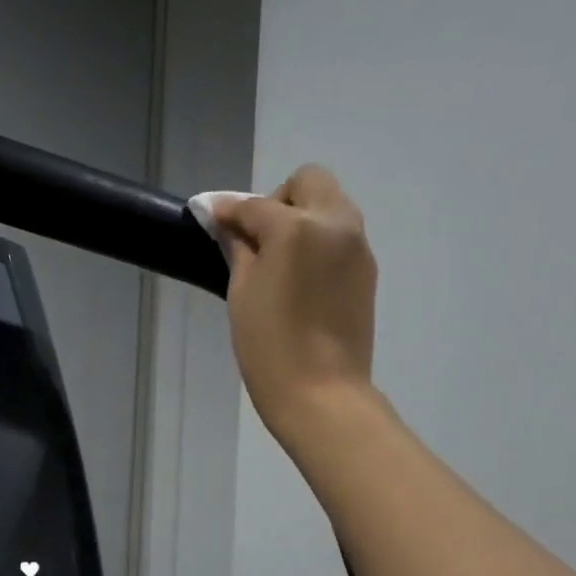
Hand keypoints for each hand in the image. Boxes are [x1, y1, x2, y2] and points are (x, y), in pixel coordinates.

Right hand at [210, 165, 376, 441]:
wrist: (320, 393)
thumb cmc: (269, 346)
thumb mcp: (241, 294)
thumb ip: (237, 249)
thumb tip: (229, 225)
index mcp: (297, 227)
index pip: (254, 204)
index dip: (227, 211)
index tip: (209, 218)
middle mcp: (335, 224)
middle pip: (308, 182)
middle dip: (277, 200)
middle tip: (255, 240)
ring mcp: (357, 246)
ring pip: (329, 205)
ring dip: (301, 217)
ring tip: (277, 261)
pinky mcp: (366, 270)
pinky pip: (340, 235)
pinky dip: (317, 242)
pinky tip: (299, 280)